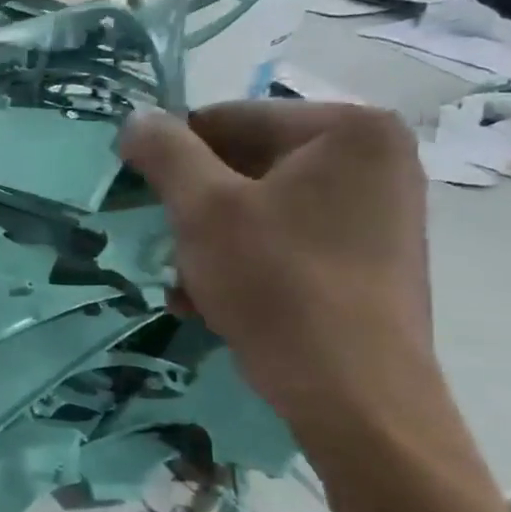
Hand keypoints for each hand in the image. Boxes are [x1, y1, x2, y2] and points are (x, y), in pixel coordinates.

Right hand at [118, 102, 437, 429]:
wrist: (353, 394)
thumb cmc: (277, 284)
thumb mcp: (203, 209)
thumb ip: (165, 153)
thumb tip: (135, 117)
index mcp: (347, 130)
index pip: (226, 119)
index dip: (172, 157)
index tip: (138, 197)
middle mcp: (373, 160)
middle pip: (242, 165)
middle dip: (193, 210)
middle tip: (168, 248)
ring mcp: (375, 212)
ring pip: (256, 208)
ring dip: (207, 243)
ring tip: (187, 286)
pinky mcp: (365, 259)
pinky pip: (282, 241)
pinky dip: (241, 264)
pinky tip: (211, 303)